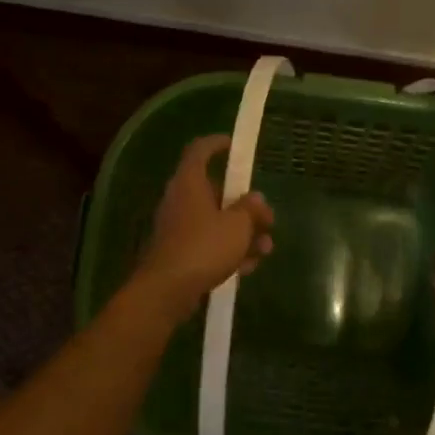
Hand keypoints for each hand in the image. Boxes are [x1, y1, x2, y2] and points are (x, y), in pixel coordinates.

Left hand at [134, 134, 274, 314]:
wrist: (167, 290)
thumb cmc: (203, 247)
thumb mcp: (237, 225)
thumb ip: (251, 209)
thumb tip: (256, 199)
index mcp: (190, 182)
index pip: (200, 150)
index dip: (217, 144)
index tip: (234, 145)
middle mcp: (181, 200)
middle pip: (216, 192)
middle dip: (245, 206)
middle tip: (267, 219)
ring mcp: (178, 228)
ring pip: (216, 222)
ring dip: (242, 233)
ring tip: (265, 249)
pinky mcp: (179, 253)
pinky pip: (209, 244)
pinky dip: (228, 251)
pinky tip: (247, 268)